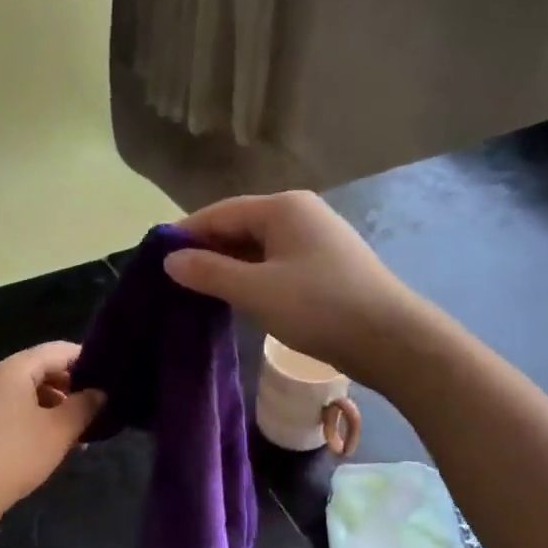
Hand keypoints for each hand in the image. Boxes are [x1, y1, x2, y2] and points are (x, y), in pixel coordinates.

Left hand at [0, 342, 104, 537]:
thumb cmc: (14, 455)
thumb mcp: (59, 430)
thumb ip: (84, 406)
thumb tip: (100, 393)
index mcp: (15, 369)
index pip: (58, 351)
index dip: (87, 361)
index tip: (112, 380)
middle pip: (43, 370)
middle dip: (72, 387)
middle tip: (99, 408)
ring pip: (30, 393)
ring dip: (57, 407)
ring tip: (81, 430)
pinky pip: (16, 412)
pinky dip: (38, 420)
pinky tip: (54, 444)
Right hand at [163, 192, 425, 385]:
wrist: (391, 339)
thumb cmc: (319, 307)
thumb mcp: (256, 290)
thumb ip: (209, 272)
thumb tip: (170, 259)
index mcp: (283, 208)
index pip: (220, 213)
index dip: (186, 234)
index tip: (156, 259)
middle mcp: (300, 214)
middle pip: (239, 226)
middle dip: (207, 251)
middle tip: (174, 281)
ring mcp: (316, 240)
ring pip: (258, 248)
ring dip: (229, 267)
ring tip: (198, 293)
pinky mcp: (325, 267)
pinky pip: (276, 264)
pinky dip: (252, 277)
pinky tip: (238, 299)